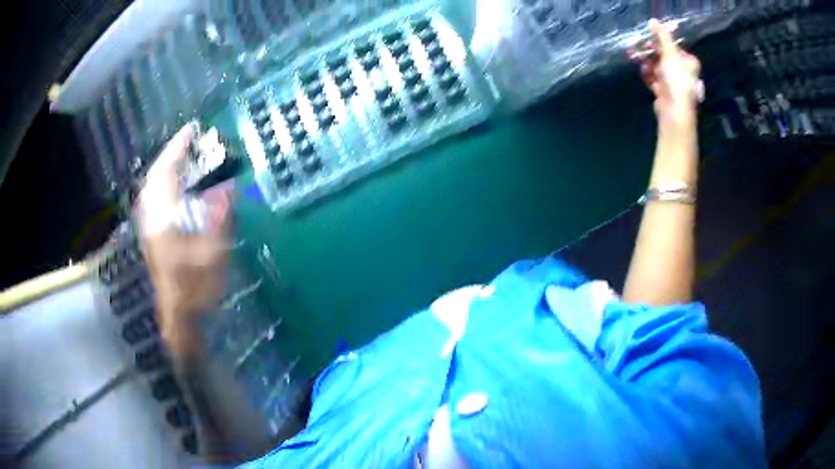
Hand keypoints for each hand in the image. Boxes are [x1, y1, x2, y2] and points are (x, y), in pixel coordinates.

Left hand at [136, 124, 232, 354]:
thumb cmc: (196, 287)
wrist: (177, 314)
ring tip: (181, 156)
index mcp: (165, 219)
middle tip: (188, 140)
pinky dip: (162, 182)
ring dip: (165, 167)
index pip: (167, 173)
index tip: (192, 130)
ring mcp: (148, 226)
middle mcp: (151, 217)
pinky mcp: (150, 233)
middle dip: (170, 154)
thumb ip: (219, 217)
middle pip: (155, 175)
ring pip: (151, 186)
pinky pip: (152, 197)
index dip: (179, 149)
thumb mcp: (214, 253)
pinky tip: (171, 183)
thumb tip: (227, 188)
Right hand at [634, 20, 701, 130]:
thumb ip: (662, 37)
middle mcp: (683, 72)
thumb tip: (653, 21)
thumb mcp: (671, 54)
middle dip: (650, 50)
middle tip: (637, 44)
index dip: (662, 41)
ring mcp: (673, 83)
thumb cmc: (677, 81)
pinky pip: (653, 79)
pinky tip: (642, 71)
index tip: (649, 35)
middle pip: (664, 56)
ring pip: (657, 67)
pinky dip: (647, 74)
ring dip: (646, 61)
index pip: (674, 47)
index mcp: (689, 63)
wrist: (675, 112)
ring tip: (634, 56)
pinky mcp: (664, 92)